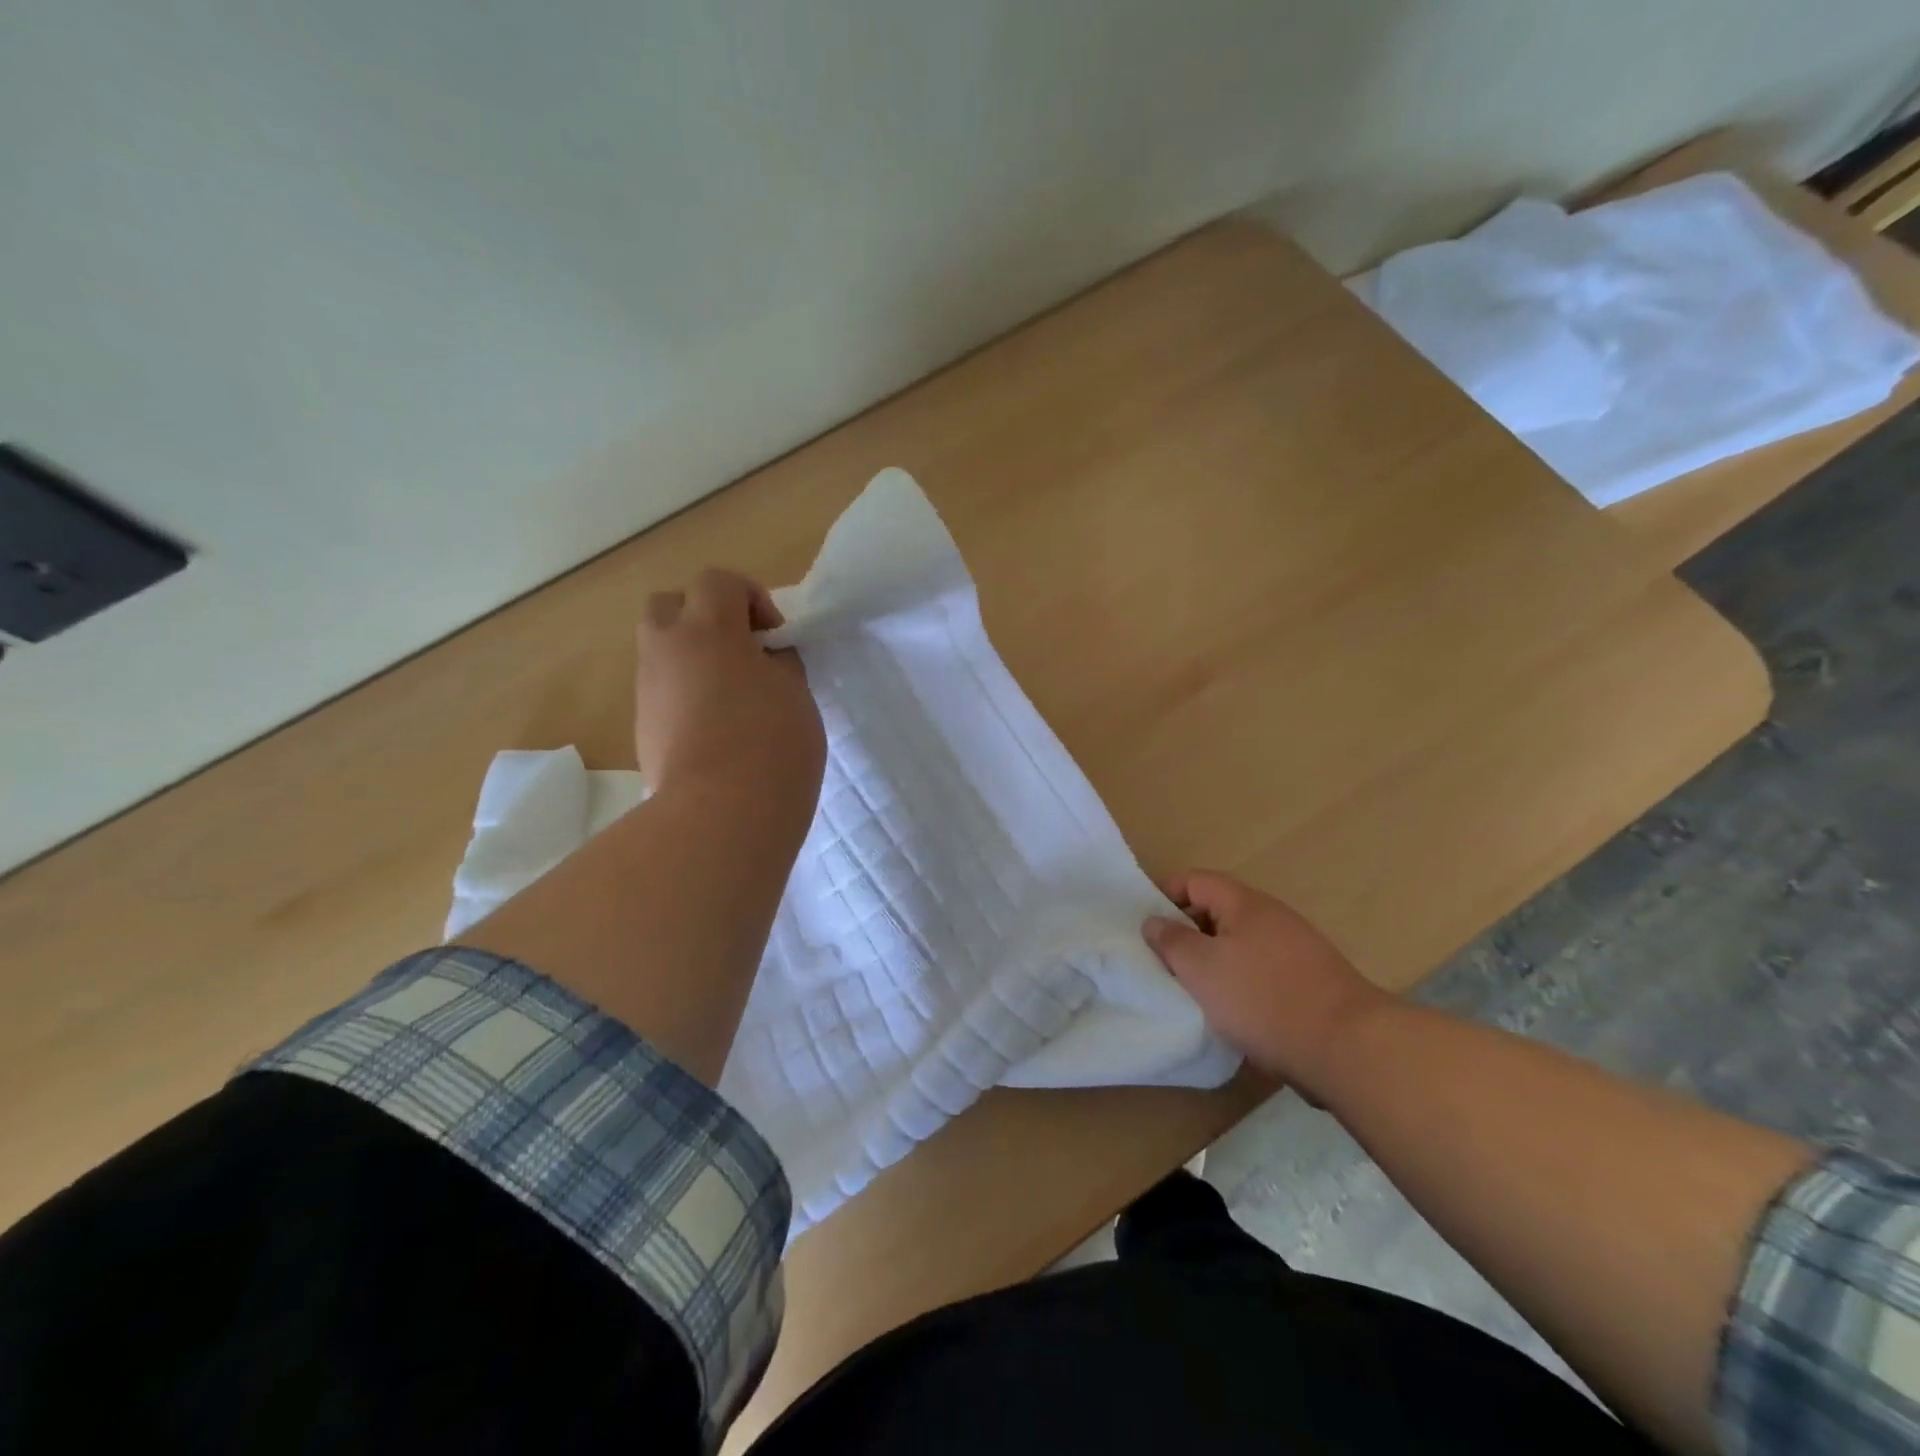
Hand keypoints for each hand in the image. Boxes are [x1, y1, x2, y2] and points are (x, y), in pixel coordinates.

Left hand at [635, 569, 825, 831]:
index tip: (775, 637)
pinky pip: (662, 692)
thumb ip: (778, 662)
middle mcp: (666, 650)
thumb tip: (763, 659)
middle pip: (669, 605)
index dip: (751, 597)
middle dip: (702, 616)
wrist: (721, 814)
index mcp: (707, 629)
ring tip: (731, 695)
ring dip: (692, 658)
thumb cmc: (771, 743)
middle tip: (739, 650)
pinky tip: (716, 729)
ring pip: (661, 652)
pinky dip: (685, 694)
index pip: (718, 582)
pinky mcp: (643, 729)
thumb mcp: (795, 692)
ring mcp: (648, 691)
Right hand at [1143, 871, 1390, 1098]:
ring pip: (1241, 946)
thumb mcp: (1200, 968)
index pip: (1195, 880)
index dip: (1165, 895)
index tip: (1144, 924)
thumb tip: (1153, 921)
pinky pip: (1263, 973)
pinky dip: (1241, 985)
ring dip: (1214, 963)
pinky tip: (1232, 1014)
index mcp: (1245, 903)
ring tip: (1192, 991)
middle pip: (1218, 912)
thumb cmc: (1262, 998)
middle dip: (1188, 933)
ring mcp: (1297, 950)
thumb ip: (1171, 940)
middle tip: (1162, 961)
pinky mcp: (1311, 984)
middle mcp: (1273, 918)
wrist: (1346, 1048)